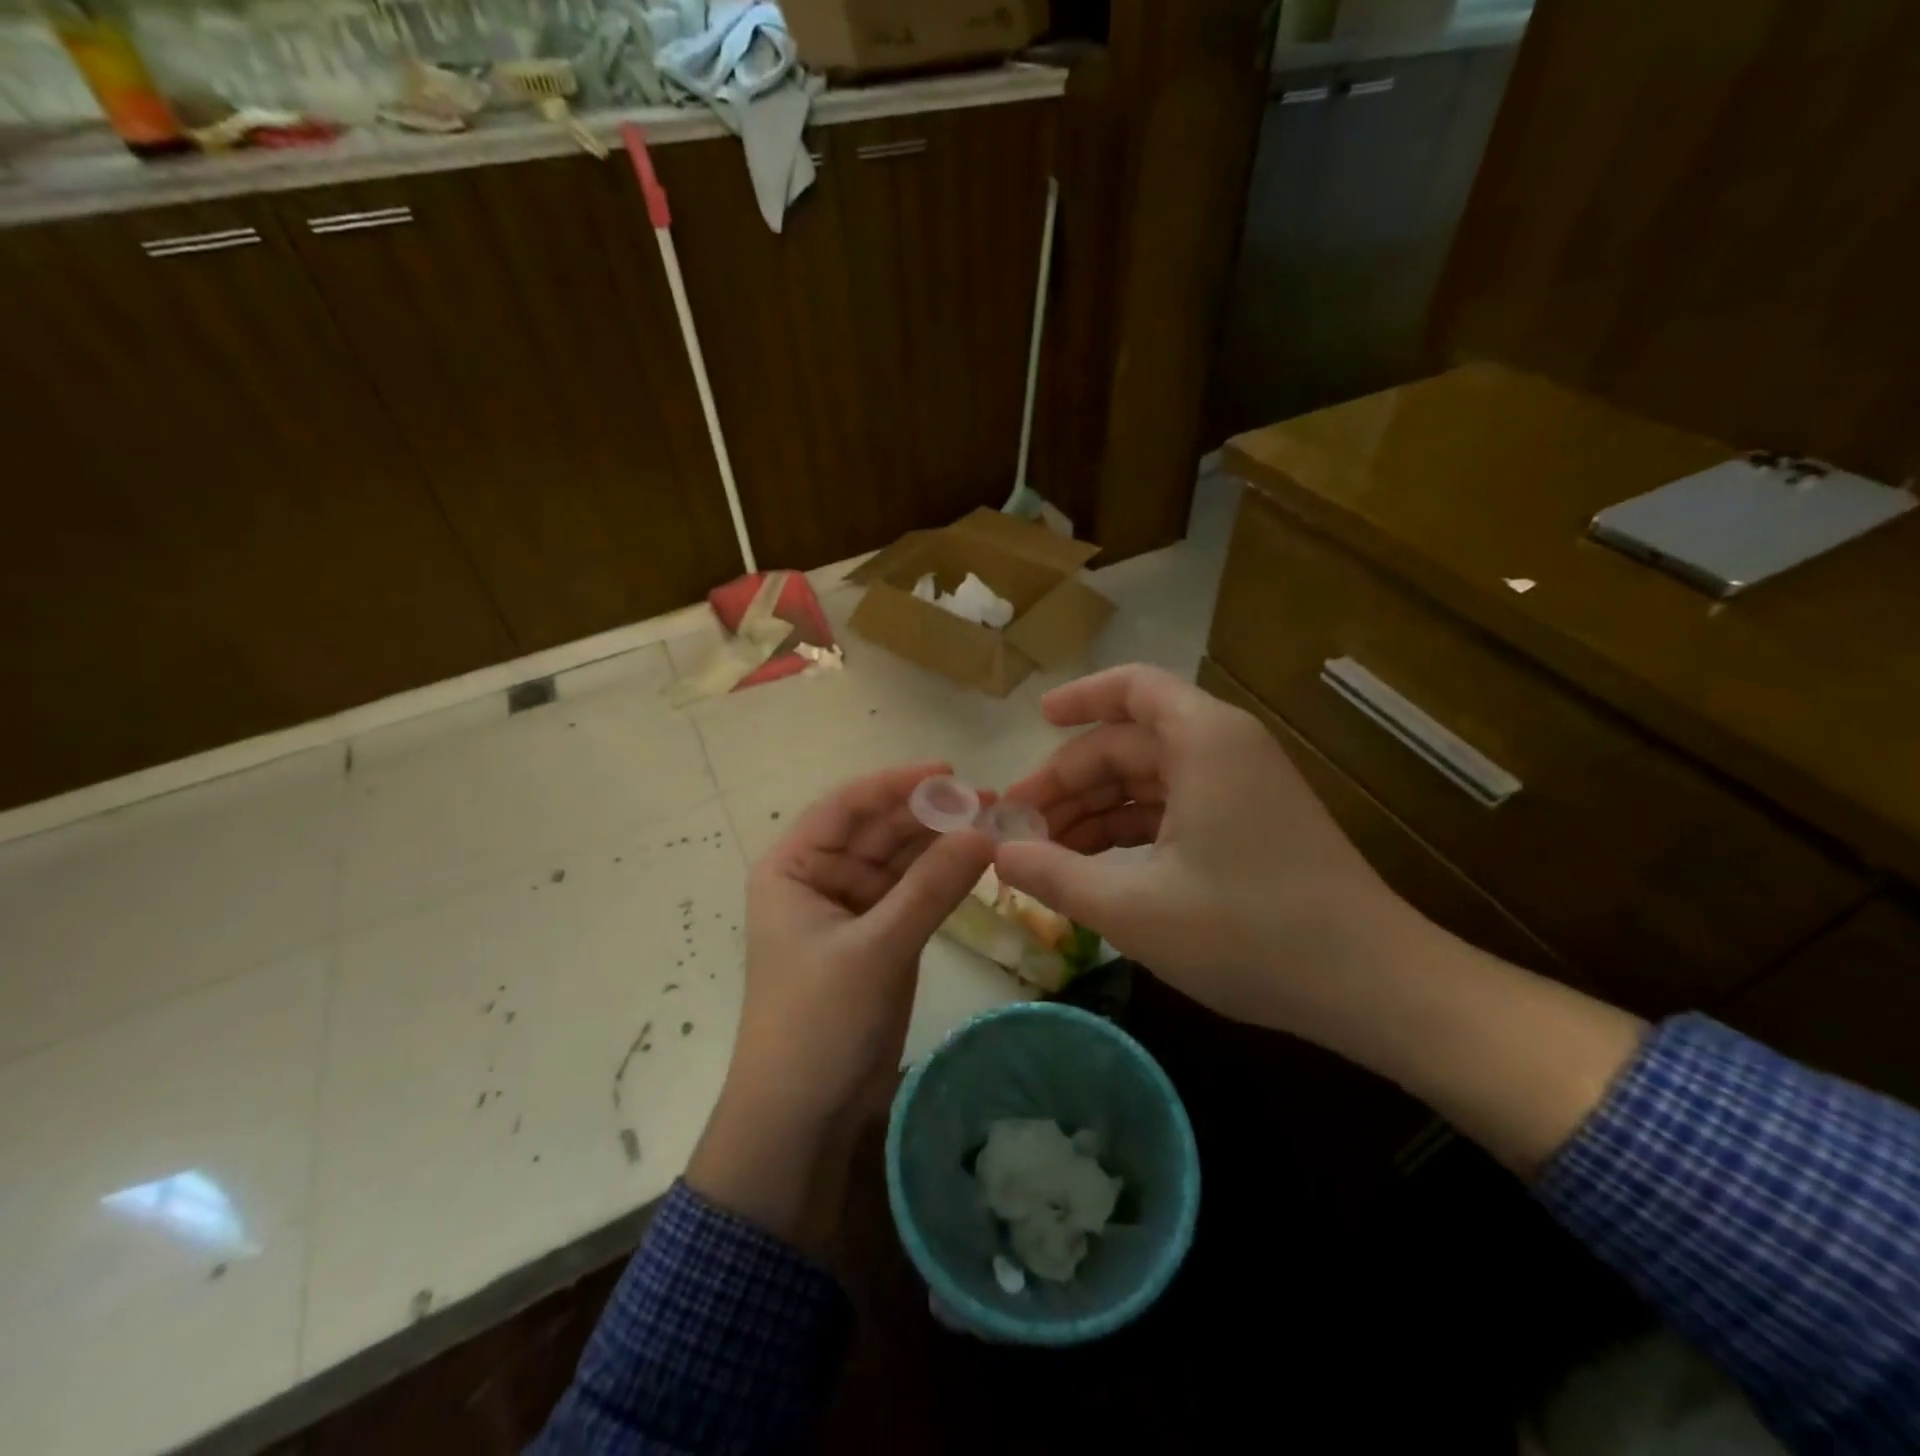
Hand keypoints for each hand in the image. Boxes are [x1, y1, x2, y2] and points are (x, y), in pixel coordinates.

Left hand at [688, 763, 993, 1250]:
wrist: (802, 1118)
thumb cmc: (819, 1022)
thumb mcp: (876, 949)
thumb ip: (931, 887)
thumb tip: (985, 831)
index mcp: (793, 867)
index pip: (846, 806)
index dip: (896, 784)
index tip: (949, 773)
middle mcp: (819, 877)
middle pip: (878, 830)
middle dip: (929, 815)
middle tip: (990, 801)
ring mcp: (850, 909)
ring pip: (900, 861)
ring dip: (941, 844)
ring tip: (994, 825)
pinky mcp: (878, 938)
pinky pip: (912, 894)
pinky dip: (942, 879)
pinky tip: (978, 862)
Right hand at [996, 666, 1645, 1177]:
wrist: (1372, 986)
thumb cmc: (1249, 933)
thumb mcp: (1133, 907)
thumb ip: (1055, 875)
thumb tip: (997, 854)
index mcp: (1203, 741)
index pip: (1132, 689)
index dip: (1079, 699)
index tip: (1034, 723)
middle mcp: (1224, 750)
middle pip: (1129, 744)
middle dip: (1070, 781)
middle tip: (1019, 827)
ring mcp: (1240, 789)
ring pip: (1148, 782)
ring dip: (1095, 813)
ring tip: (1046, 857)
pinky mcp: (1249, 826)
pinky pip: (1173, 811)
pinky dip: (1130, 833)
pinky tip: (1093, 870)